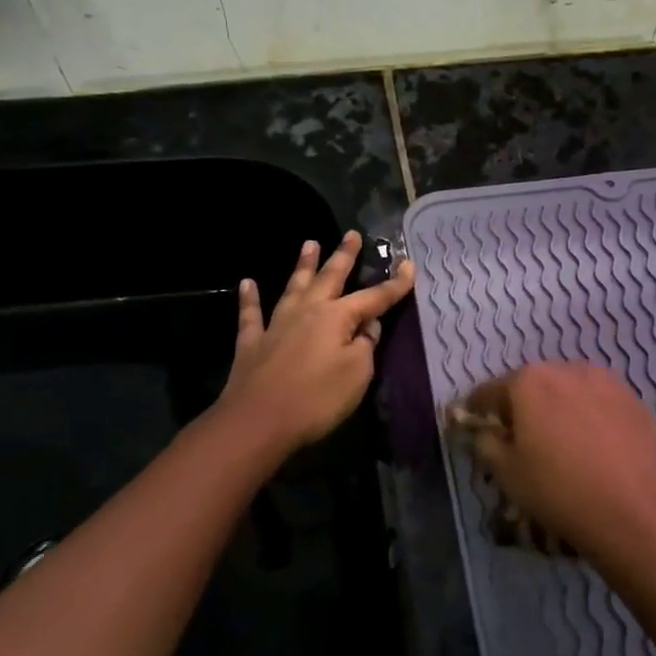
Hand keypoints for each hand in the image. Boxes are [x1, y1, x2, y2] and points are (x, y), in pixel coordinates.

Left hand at [218, 231, 414, 453]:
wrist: (257, 421)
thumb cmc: (316, 399)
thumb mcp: (357, 374)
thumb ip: (366, 346)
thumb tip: (368, 327)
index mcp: (336, 317)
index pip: (374, 297)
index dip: (394, 284)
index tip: (409, 265)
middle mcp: (306, 311)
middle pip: (329, 278)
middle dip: (343, 256)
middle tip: (352, 234)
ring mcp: (276, 325)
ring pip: (293, 287)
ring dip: (303, 265)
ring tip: (310, 243)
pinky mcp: (251, 343)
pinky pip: (251, 314)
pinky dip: (249, 297)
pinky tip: (247, 283)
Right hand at [455, 361, 655, 572]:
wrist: (637, 513)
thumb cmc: (559, 490)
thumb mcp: (506, 474)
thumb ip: (486, 443)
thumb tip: (486, 431)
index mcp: (529, 381)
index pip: (490, 391)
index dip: (477, 410)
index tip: (474, 425)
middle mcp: (568, 369)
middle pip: (533, 385)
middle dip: (523, 406)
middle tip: (520, 439)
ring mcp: (608, 382)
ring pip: (571, 391)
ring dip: (560, 408)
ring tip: (562, 443)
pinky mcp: (637, 402)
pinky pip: (601, 405)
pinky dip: (592, 418)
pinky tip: (596, 449)